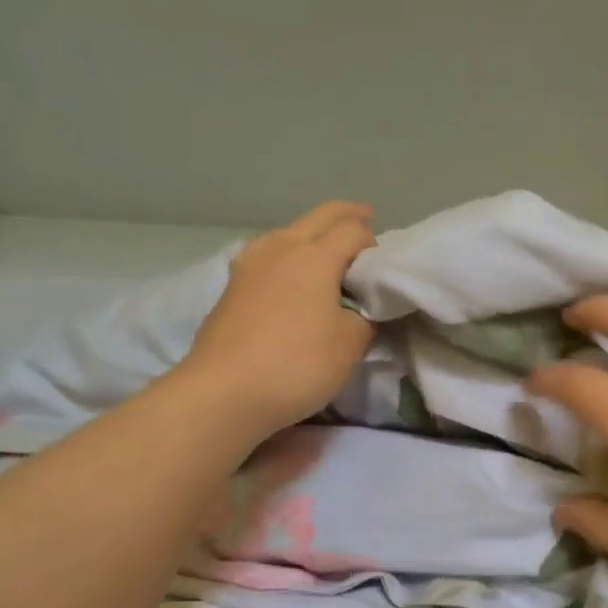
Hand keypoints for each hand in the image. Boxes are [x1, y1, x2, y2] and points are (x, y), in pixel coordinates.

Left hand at [180, 202, 377, 438]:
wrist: (225, 392)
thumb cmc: (297, 364)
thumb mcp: (350, 345)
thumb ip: (365, 319)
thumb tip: (361, 310)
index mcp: (315, 256)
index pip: (352, 231)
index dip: (373, 242)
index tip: (382, 264)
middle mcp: (281, 248)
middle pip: (318, 217)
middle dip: (345, 216)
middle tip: (365, 219)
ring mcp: (250, 265)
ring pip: (287, 232)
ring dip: (311, 232)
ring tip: (325, 249)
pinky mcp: (231, 287)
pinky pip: (267, 255)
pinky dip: (287, 254)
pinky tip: (287, 273)